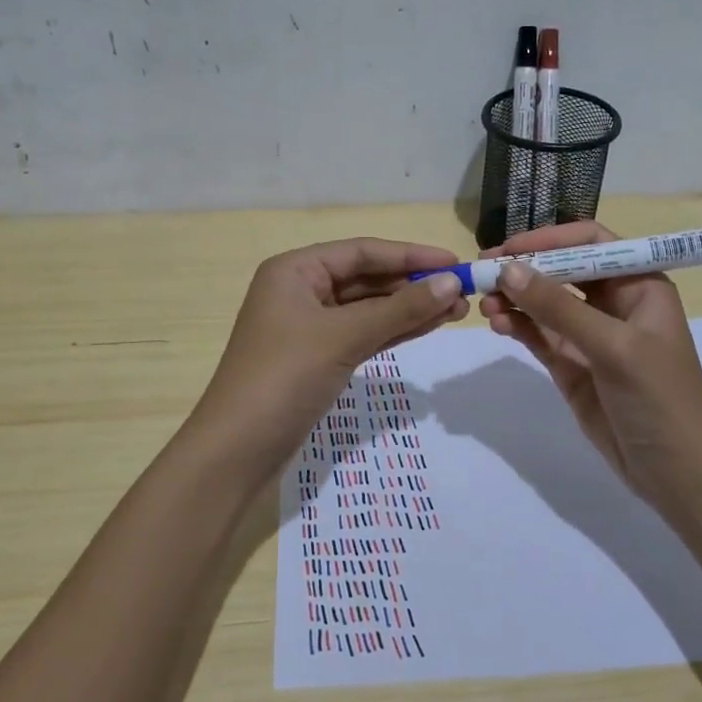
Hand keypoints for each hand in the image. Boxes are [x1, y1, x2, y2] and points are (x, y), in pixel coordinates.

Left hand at [195, 238, 468, 470]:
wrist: (238, 449)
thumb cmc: (284, 377)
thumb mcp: (343, 336)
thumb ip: (399, 309)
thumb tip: (451, 284)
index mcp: (295, 270)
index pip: (362, 251)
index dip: (410, 255)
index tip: (454, 262)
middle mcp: (300, 290)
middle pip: (366, 278)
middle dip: (413, 283)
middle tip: (463, 292)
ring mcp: (309, 326)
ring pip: (368, 308)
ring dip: (409, 308)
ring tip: (457, 310)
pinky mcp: (318, 357)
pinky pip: (363, 333)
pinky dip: (394, 330)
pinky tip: (429, 326)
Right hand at [478, 221, 701, 504]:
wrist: (677, 474)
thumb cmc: (661, 399)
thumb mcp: (614, 347)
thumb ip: (560, 309)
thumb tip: (508, 270)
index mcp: (640, 285)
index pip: (591, 243)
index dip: (550, 240)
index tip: (510, 248)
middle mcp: (614, 303)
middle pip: (562, 270)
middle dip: (524, 269)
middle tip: (483, 272)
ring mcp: (591, 335)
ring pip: (545, 303)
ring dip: (515, 299)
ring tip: (484, 303)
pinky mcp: (572, 365)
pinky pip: (539, 335)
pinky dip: (517, 326)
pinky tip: (496, 323)